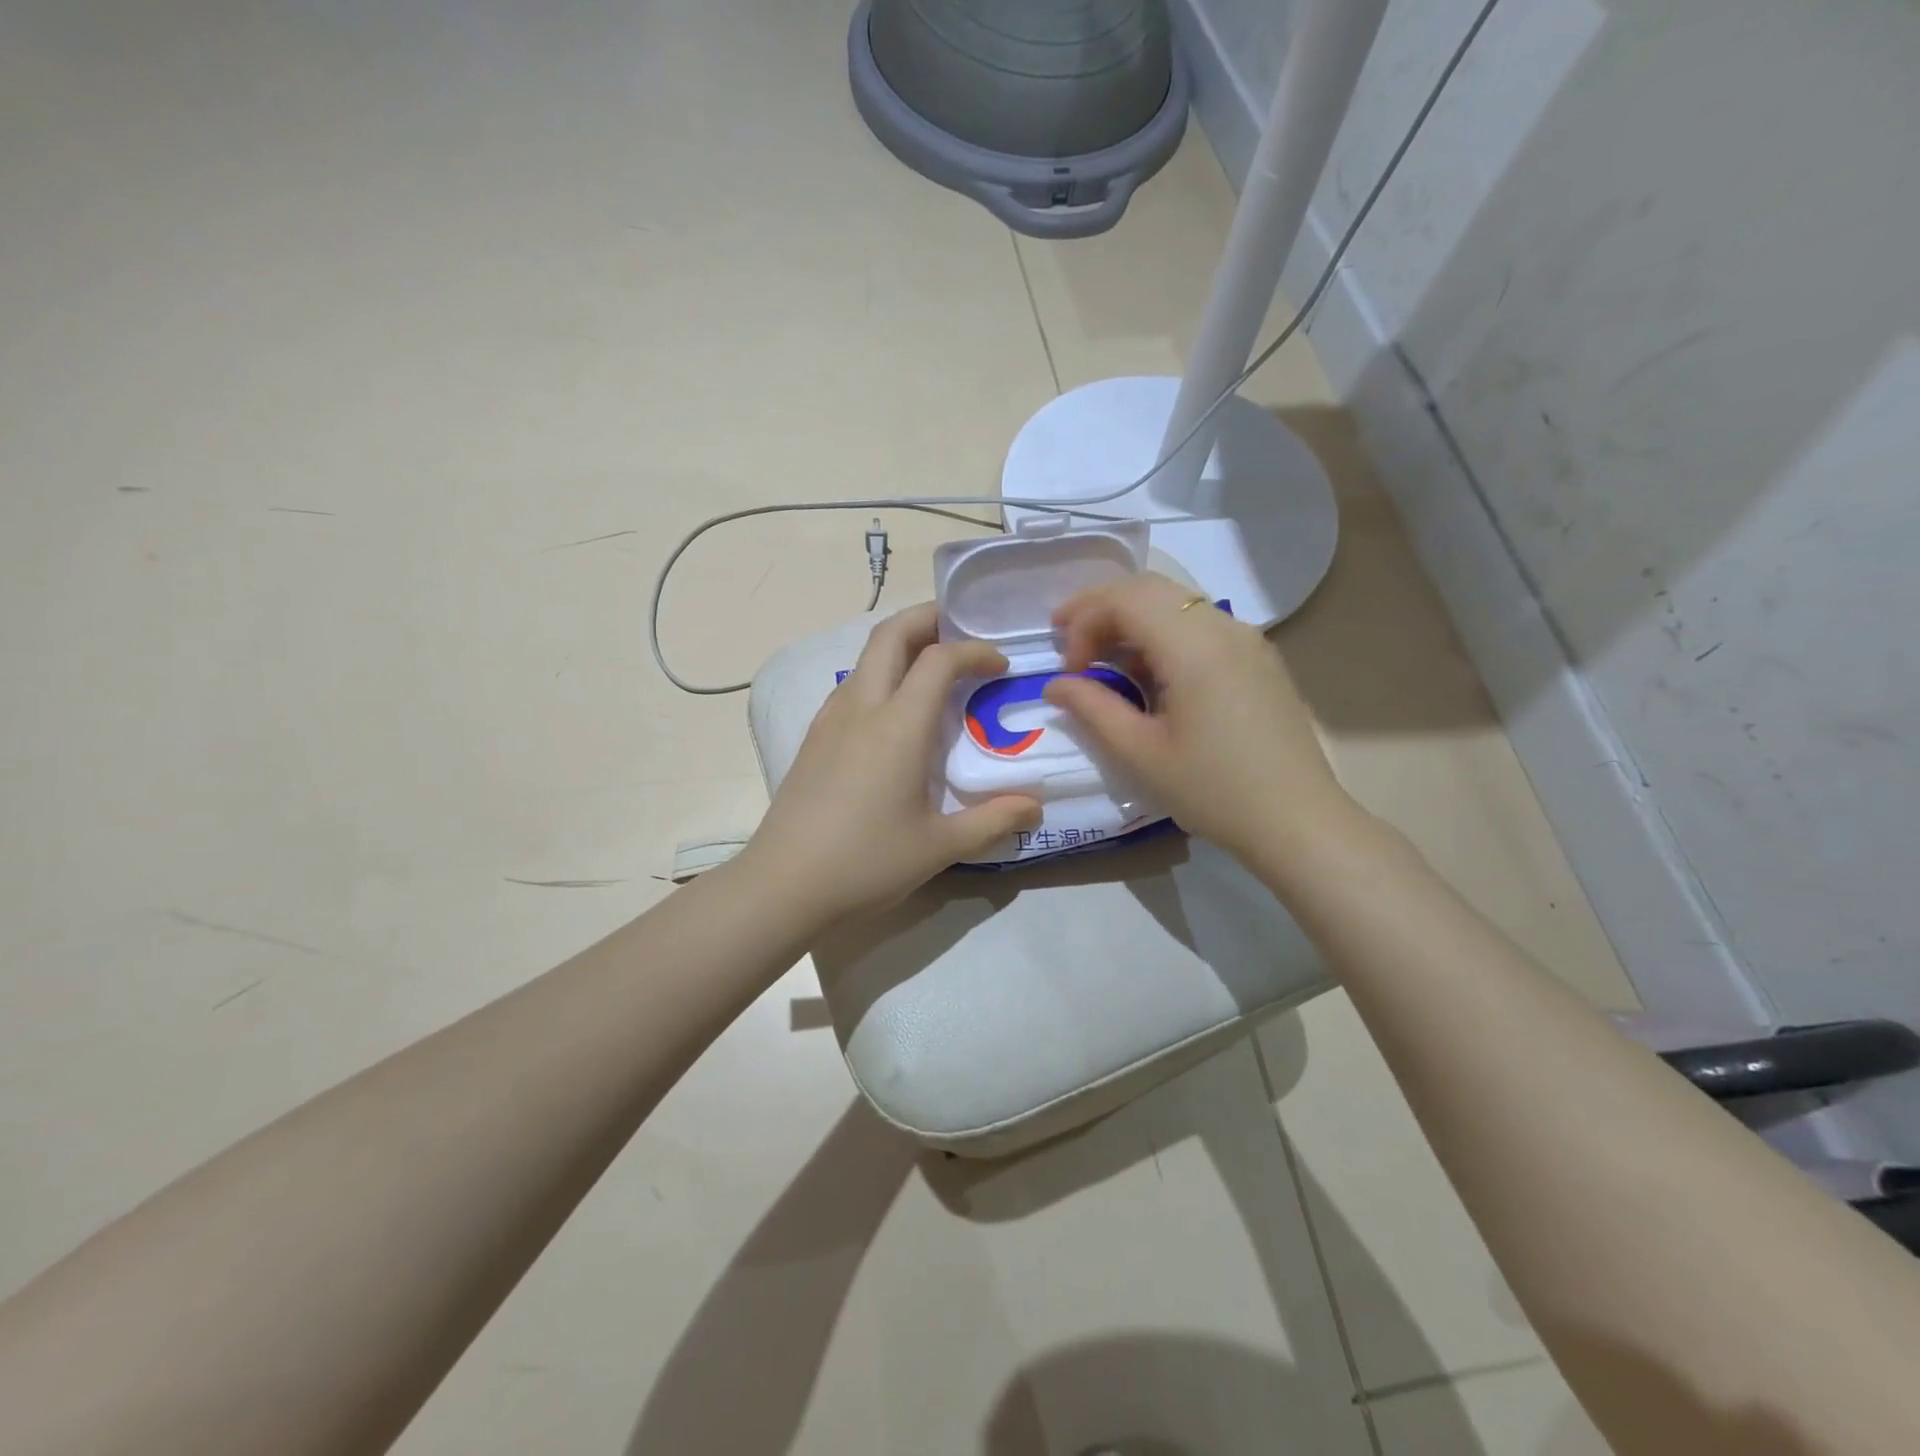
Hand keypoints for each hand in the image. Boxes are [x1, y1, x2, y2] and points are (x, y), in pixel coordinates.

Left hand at [742, 603, 1041, 926]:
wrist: (783, 886)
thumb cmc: (866, 862)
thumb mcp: (939, 847)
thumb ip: (993, 821)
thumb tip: (1034, 806)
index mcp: (898, 726)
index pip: (939, 660)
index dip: (974, 651)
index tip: (999, 666)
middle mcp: (861, 708)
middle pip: (890, 634)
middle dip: (928, 618)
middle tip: (960, 629)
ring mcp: (830, 720)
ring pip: (865, 657)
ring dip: (900, 646)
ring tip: (931, 668)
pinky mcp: (813, 739)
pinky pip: (850, 686)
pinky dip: (879, 675)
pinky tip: (892, 712)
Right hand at [1043, 573, 1355, 865]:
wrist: (1298, 821)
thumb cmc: (1213, 791)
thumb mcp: (1140, 753)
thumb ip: (1092, 709)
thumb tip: (1056, 684)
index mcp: (1194, 646)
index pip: (1124, 600)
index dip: (1083, 623)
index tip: (1069, 670)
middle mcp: (1224, 627)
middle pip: (1149, 588)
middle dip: (1101, 608)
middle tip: (1067, 641)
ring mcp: (1247, 639)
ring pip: (1176, 602)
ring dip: (1132, 619)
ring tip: (1103, 658)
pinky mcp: (1258, 658)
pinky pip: (1200, 624)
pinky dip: (1162, 632)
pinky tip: (1150, 672)